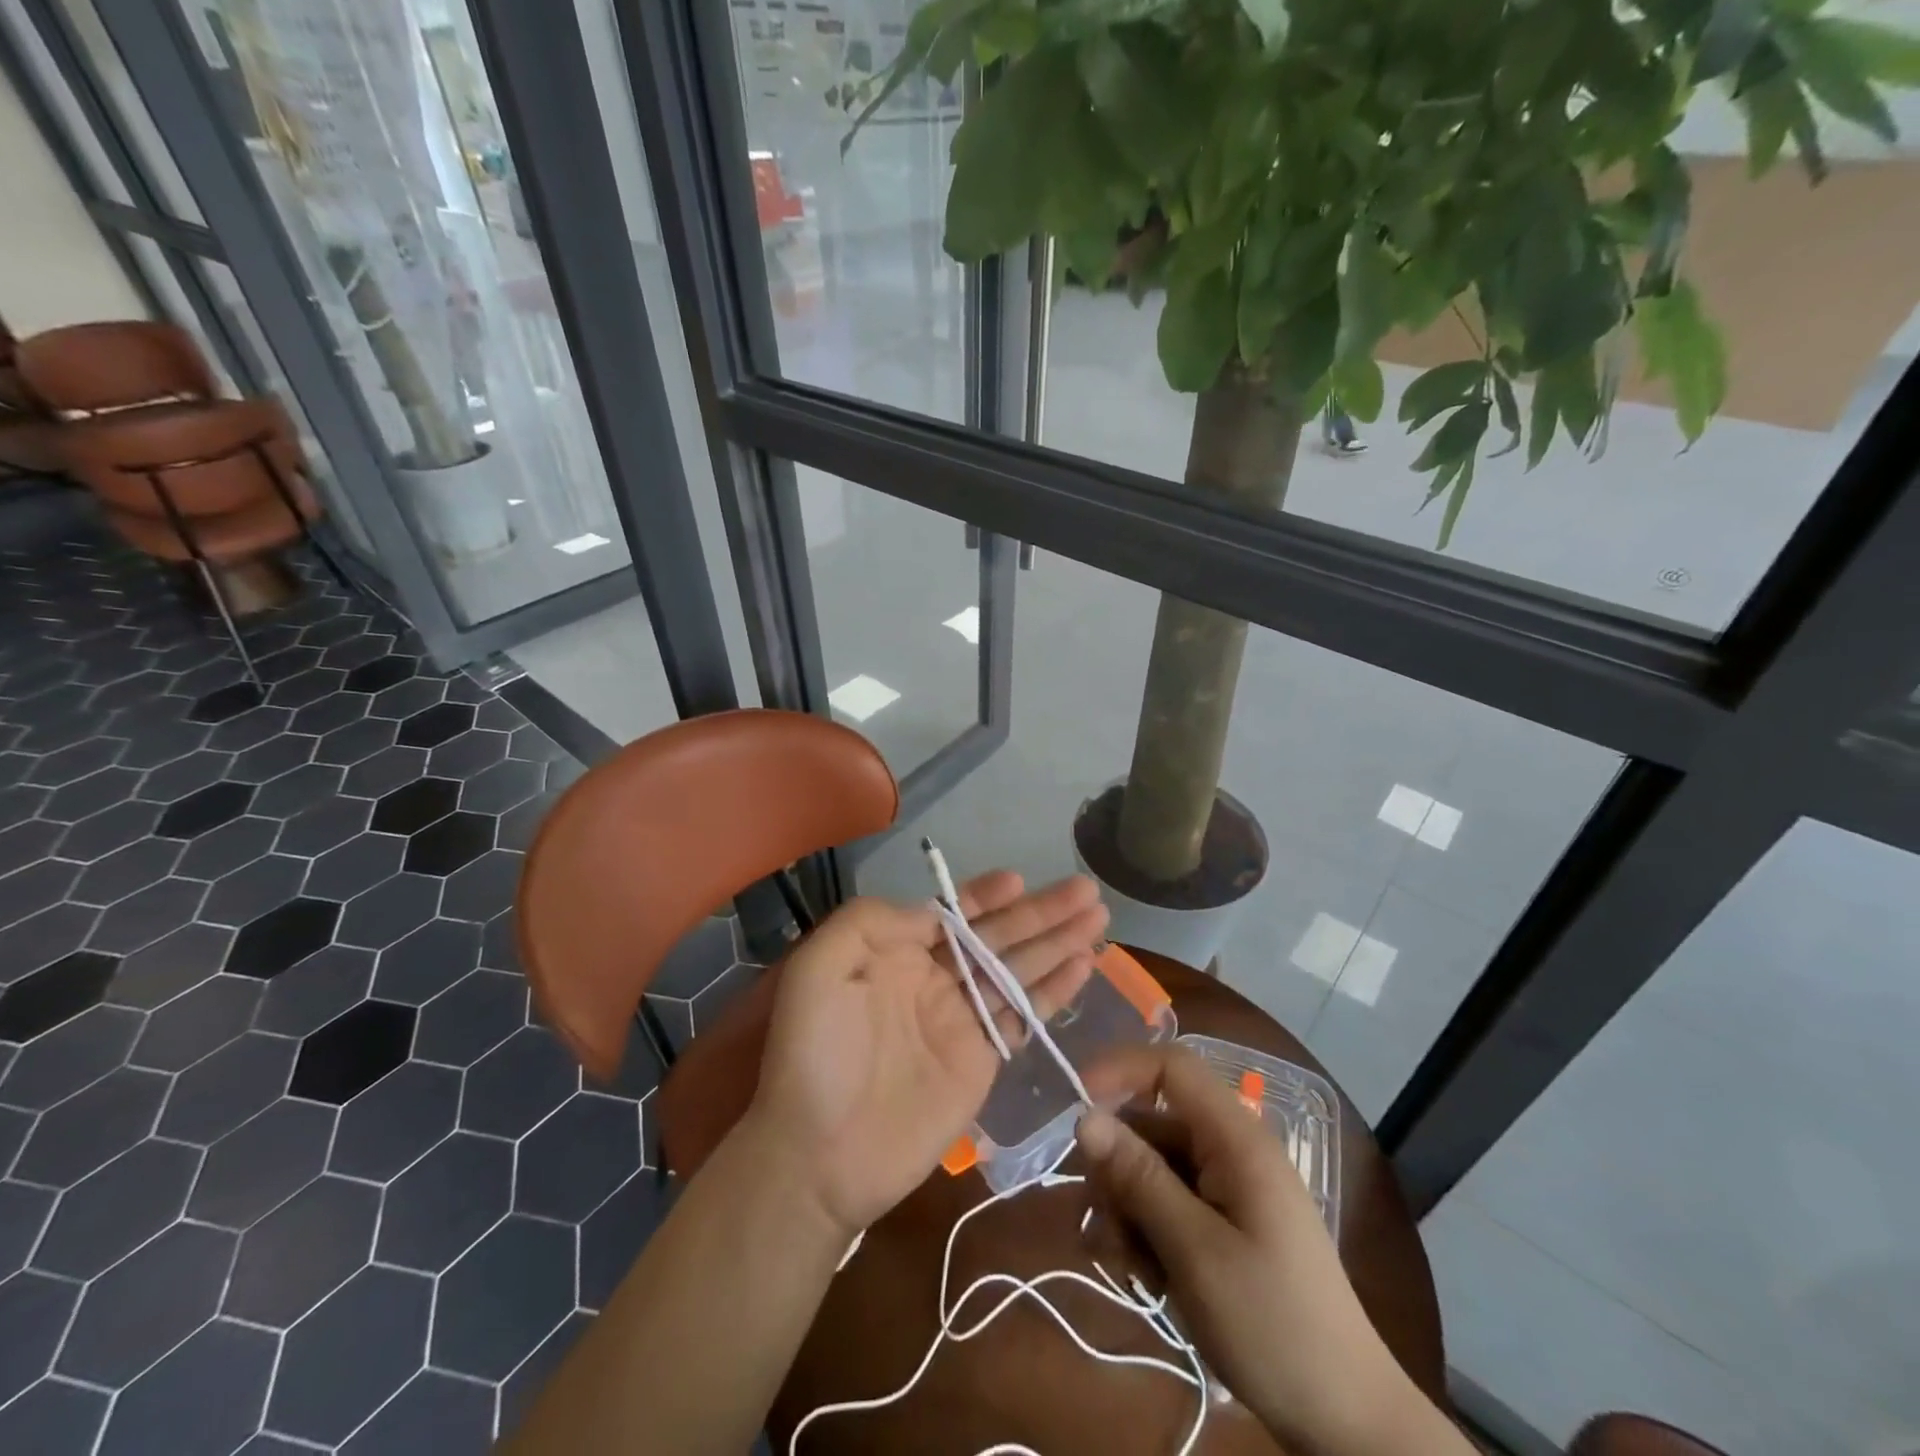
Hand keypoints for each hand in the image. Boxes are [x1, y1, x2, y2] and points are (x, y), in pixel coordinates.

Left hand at [747, 872, 1106, 1237]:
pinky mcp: (984, 1059)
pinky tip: (1084, 964)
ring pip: (1019, 969)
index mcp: (896, 952)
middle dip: (1040, 911)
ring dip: (1059, 941)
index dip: (986, 896)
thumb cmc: (814, 1053)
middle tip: (1086, 889)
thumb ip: (870, 922)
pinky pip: (1025, 1015)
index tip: (1018, 880)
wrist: (820, 1153)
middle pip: (997, 936)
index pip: (951, 913)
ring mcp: (962, 1018)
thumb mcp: (819, 967)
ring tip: (1098, 915)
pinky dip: (1056, 990)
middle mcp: (934, 978)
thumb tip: (931, 911)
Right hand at [1077, 1046, 1455, 1455]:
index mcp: (1235, 1137)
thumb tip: (1085, 1116)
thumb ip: (1138, 1177)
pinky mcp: (1226, 1222)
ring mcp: (1230, 1186)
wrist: (1348, 1421)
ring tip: (1127, 1269)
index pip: (1170, 1065)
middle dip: (1116, 1169)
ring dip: (1127, 1210)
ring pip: (1153, 1168)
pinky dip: (1147, 1231)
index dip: (1119, 1071)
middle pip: (1151, 1125)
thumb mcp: (1194, 1251)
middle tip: (1100, 1227)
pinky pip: (1169, 1202)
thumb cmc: (1273, 1324)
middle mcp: (1230, 1148)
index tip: (1075, 1110)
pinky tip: (1144, 1278)